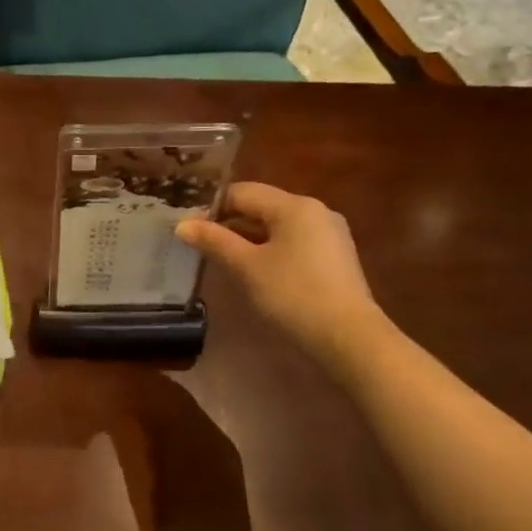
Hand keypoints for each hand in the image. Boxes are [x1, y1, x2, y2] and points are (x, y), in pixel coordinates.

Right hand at [176, 182, 387, 365]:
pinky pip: (293, 242)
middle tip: (200, 244)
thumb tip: (182, 224)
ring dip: (248, 238)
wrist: (349, 338)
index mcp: (294, 205)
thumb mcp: (246, 267)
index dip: (211, 208)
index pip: (242, 192)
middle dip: (229, 222)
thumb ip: (214, 241)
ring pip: (277, 225)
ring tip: (222, 259)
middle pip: (261, 206)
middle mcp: (315, 211)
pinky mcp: (335, 257)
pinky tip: (255, 271)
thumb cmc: (293, 295)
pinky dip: (270, 250)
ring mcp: (329, 234)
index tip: (189, 229)